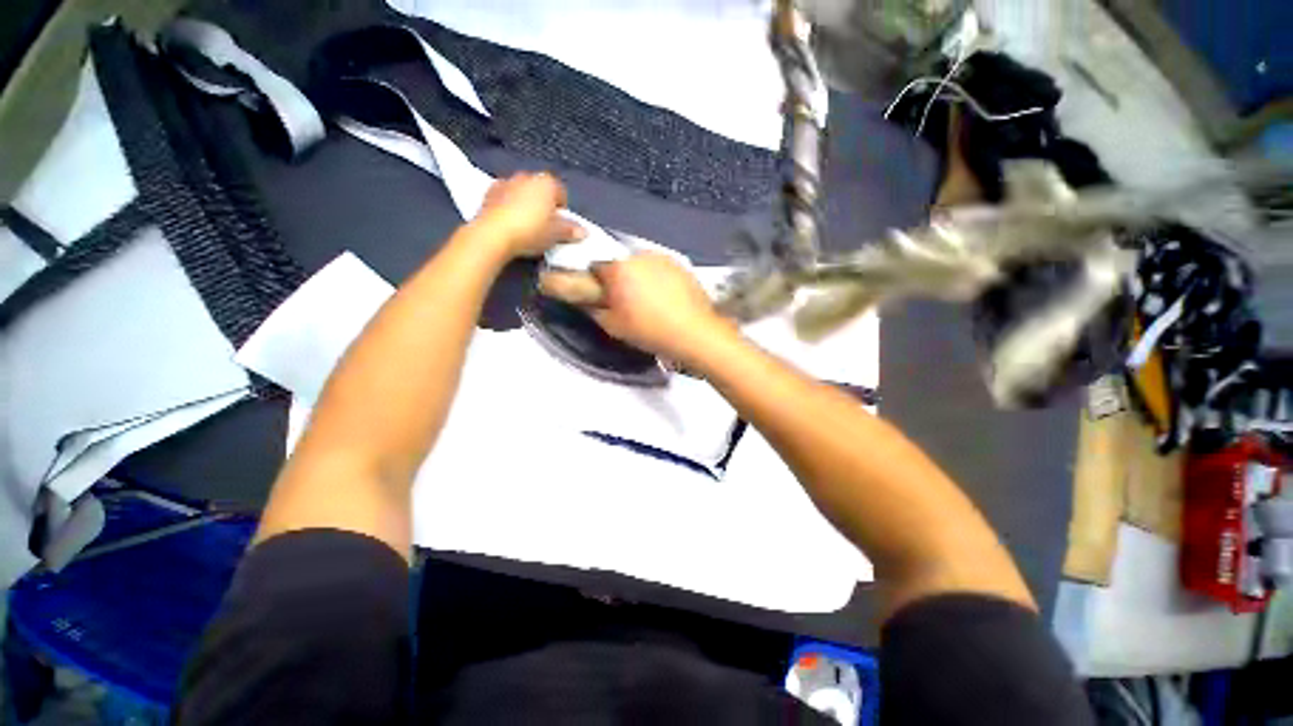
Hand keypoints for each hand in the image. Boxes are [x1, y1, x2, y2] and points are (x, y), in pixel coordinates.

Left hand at [472, 173, 585, 258]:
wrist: (493, 234)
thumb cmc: (531, 231)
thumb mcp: (556, 234)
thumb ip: (570, 230)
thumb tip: (583, 231)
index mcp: (547, 182)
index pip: (561, 193)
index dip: (563, 210)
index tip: (561, 226)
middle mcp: (527, 176)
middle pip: (540, 191)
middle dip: (544, 205)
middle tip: (545, 226)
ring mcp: (506, 182)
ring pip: (522, 192)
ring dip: (526, 204)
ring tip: (527, 226)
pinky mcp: (488, 192)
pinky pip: (505, 198)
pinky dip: (509, 207)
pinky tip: (510, 223)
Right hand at [540, 253, 732, 364]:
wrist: (694, 332)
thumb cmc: (649, 331)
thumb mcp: (613, 326)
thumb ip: (593, 309)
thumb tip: (584, 300)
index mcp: (619, 269)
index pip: (596, 267)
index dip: (598, 283)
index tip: (604, 297)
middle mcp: (639, 256)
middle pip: (620, 264)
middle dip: (620, 279)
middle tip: (628, 302)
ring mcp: (663, 258)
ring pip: (642, 265)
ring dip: (640, 277)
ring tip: (650, 301)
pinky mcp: (680, 264)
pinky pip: (660, 268)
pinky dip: (658, 278)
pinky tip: (666, 297)